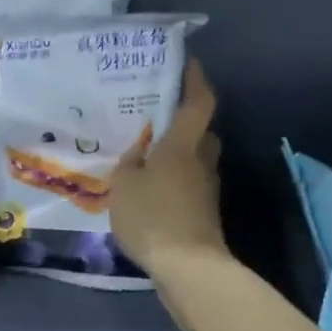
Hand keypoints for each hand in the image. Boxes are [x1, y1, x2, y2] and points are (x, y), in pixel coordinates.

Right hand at [109, 58, 228, 281]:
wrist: (187, 267)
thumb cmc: (153, 216)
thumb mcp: (124, 186)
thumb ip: (129, 164)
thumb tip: (139, 154)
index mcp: (183, 145)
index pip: (198, 102)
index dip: (196, 79)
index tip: (187, 63)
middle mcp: (201, 161)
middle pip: (201, 133)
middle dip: (185, 123)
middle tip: (157, 119)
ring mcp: (206, 189)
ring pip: (196, 161)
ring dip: (178, 157)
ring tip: (147, 159)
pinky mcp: (204, 214)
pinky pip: (189, 187)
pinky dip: (175, 184)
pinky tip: (152, 194)